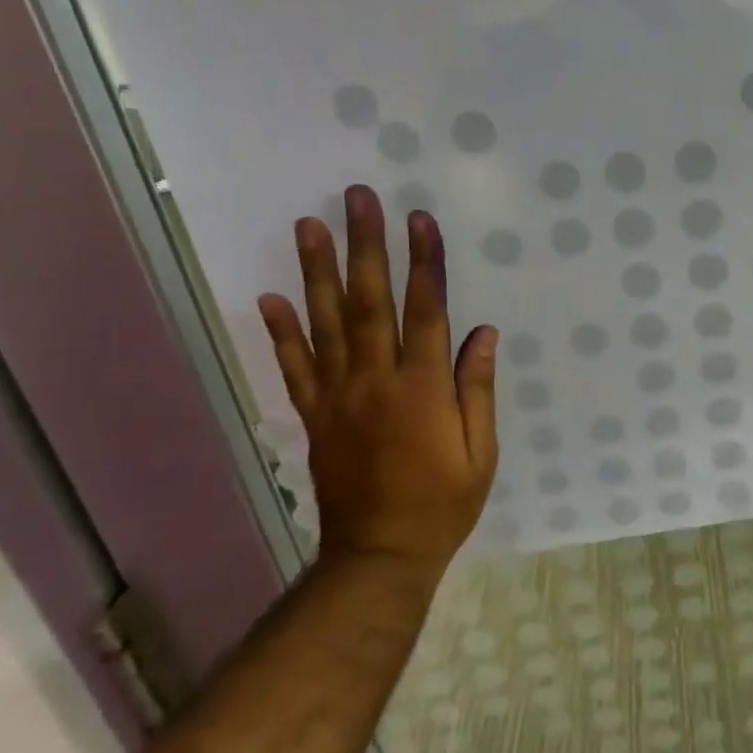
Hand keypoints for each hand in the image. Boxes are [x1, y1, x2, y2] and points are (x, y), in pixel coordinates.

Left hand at [258, 186, 497, 586]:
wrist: (381, 554)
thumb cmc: (443, 503)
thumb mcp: (481, 452)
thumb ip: (477, 389)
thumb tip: (482, 332)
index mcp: (423, 389)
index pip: (425, 311)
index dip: (424, 263)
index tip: (420, 220)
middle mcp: (376, 381)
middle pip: (370, 302)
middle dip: (366, 246)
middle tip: (358, 198)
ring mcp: (338, 397)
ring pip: (326, 324)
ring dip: (317, 272)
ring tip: (310, 225)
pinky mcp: (315, 416)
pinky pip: (295, 368)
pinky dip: (281, 332)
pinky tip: (270, 298)